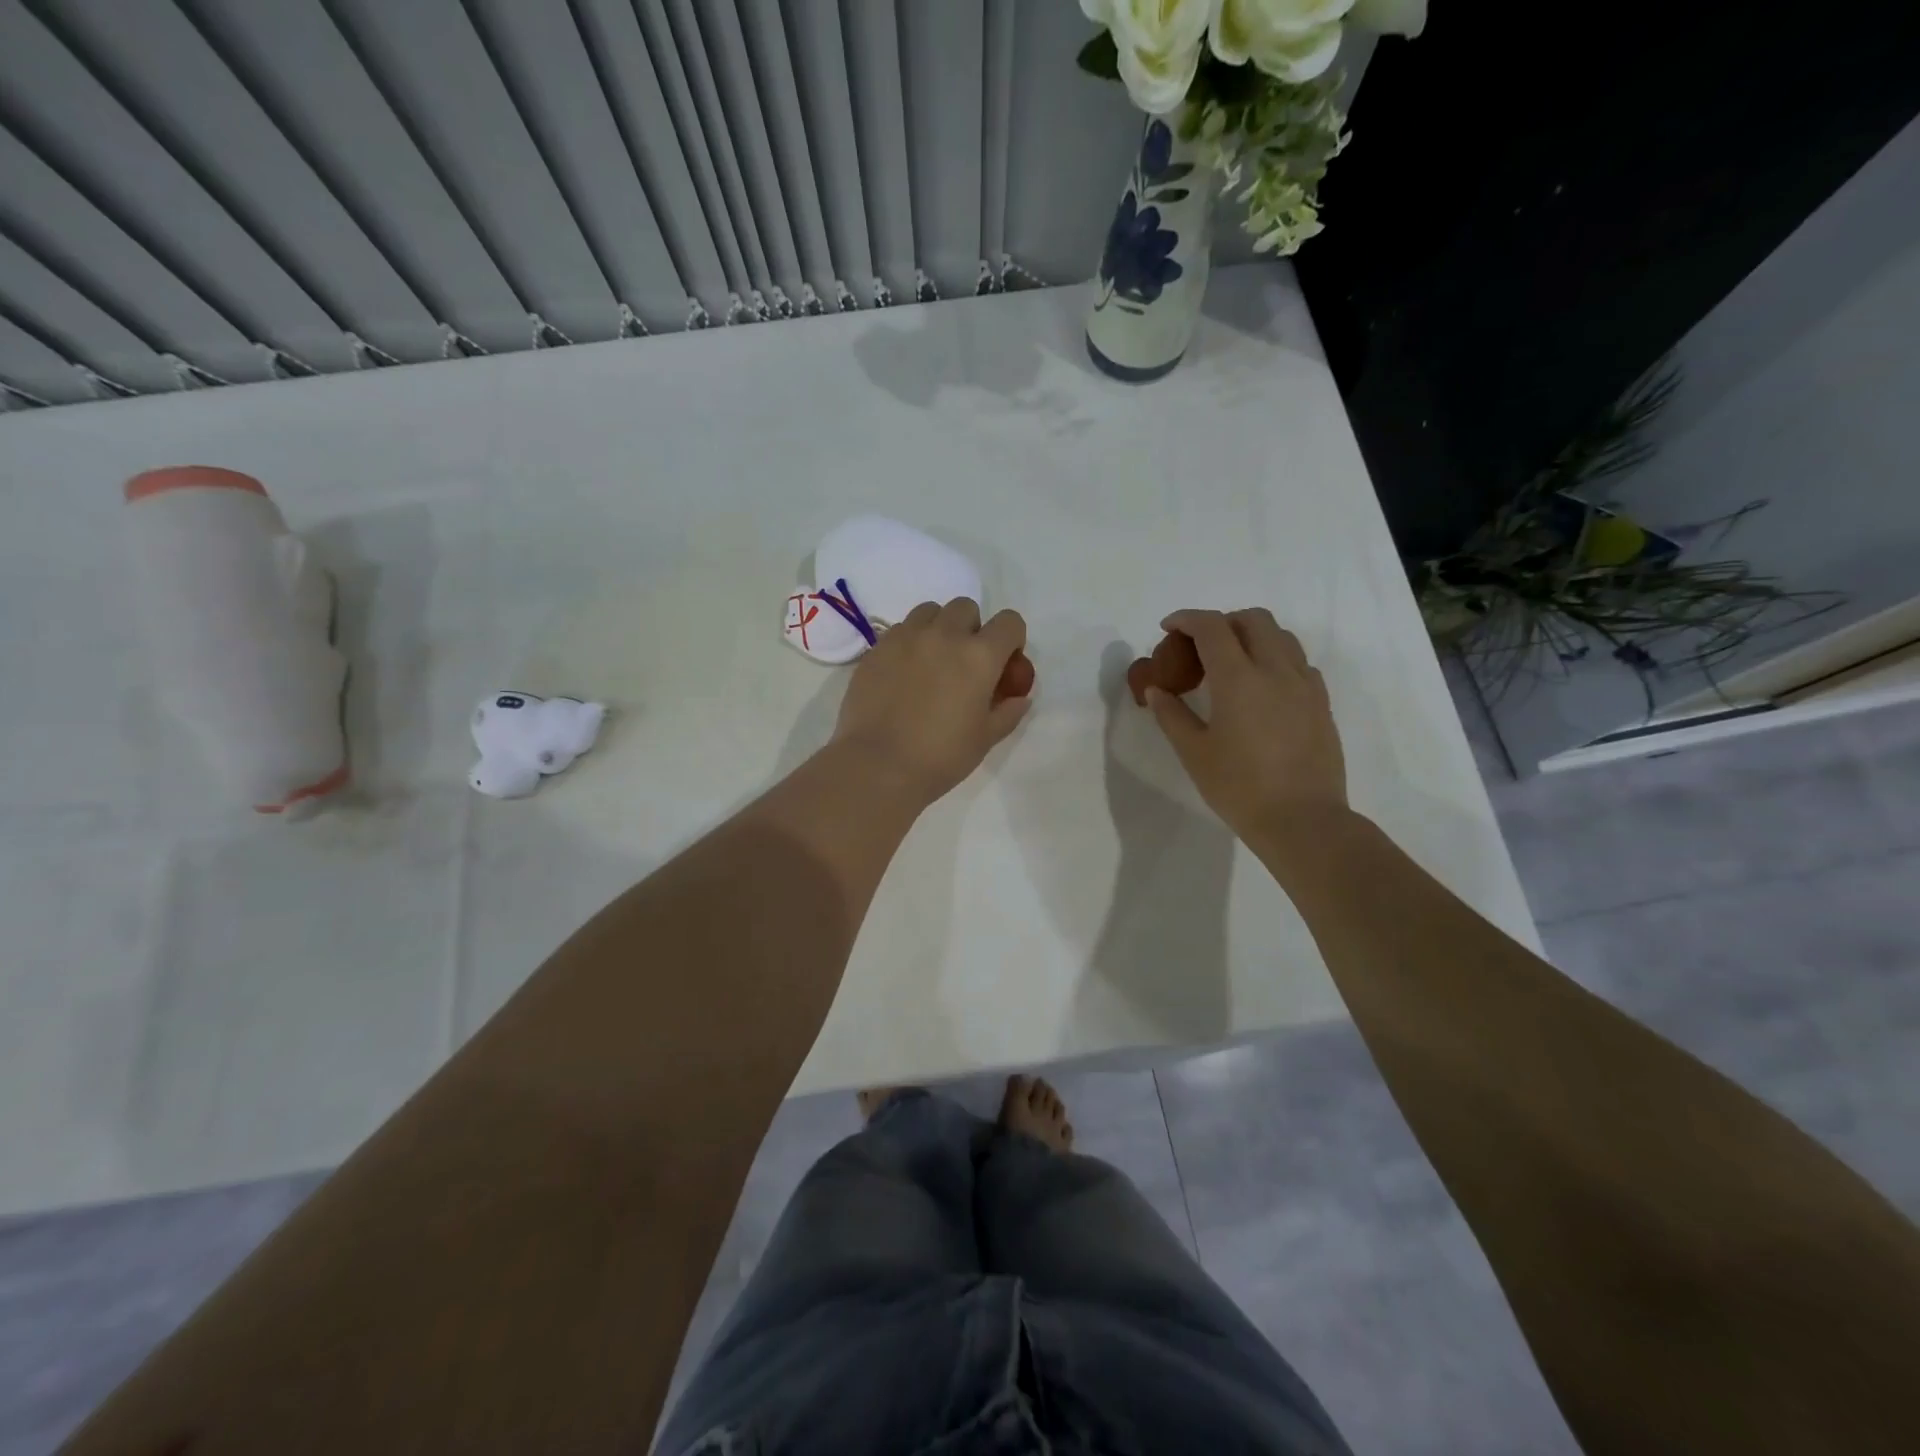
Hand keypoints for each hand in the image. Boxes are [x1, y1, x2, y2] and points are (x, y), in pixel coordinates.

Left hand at [831, 599, 1030, 805]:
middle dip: (972, 629)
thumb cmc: (941, 756)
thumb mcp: (985, 739)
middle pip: (966, 608)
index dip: (1012, 639)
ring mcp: (906, 637)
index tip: (1003, 663)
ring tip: (932, 661)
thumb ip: (1008, 712)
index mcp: (979, 656)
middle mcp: (944, 635)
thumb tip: (1020, 698)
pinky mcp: (876, 648)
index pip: (1009, 622)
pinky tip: (904, 673)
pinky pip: (899, 630)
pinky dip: (909, 642)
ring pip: (929, 612)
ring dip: (939, 628)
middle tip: (964, 663)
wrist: (878, 765)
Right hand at [1142, 608, 1346, 848]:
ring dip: (1252, 636)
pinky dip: (1275, 658)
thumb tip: (1156, 690)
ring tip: (1232, 663)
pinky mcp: (1321, 703)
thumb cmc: (1240, 788)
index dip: (1186, 619)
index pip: (1212, 627)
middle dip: (1222, 622)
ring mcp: (1305, 685)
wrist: (1303, 820)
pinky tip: (1262, 688)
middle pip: (1252, 620)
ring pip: (1281, 636)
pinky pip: (1299, 662)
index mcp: (1239, 678)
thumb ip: (1172, 715)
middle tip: (1200, 646)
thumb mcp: (1194, 753)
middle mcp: (1276, 670)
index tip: (1168, 628)